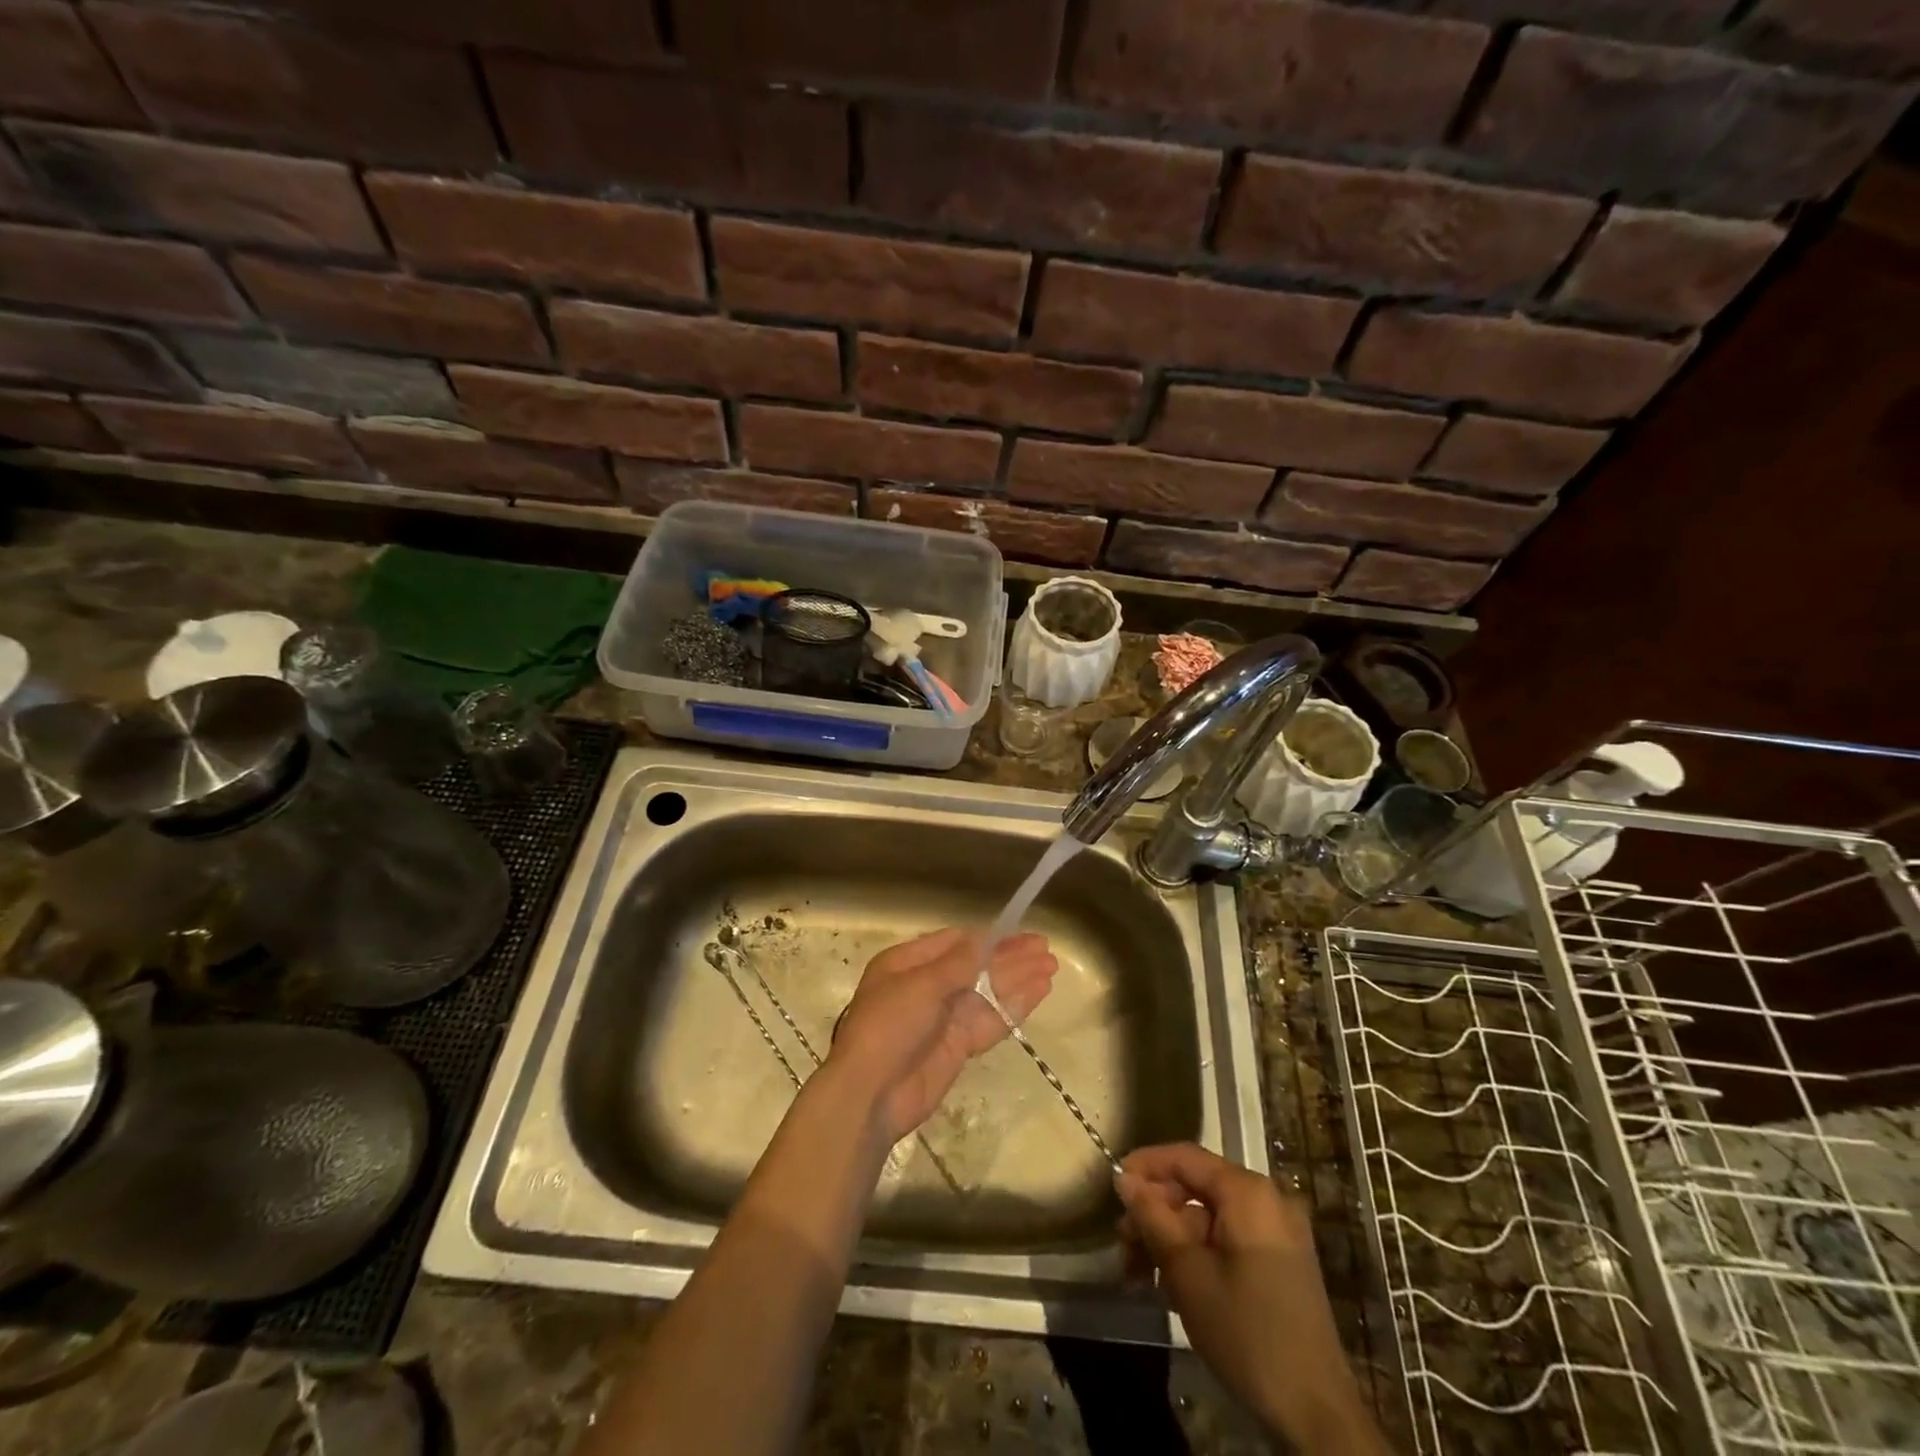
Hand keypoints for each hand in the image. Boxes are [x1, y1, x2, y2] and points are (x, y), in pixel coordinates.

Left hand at [828, 928, 1057, 1144]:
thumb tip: (986, 938)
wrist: (872, 1094)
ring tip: (1051, 967)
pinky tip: (1039, 992)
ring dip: (1018, 979)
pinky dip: (1014, 1006)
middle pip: (975, 966)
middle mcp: (927, 986)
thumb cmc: (888, 1027)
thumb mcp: (921, 985)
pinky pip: (990, 1020)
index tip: (1019, 933)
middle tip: (1045, 949)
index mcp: (908, 963)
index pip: (954, 943)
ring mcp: (944, 1017)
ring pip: (987, 992)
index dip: (988, 938)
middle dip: (1010, 957)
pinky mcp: (958, 1046)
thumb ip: (959, 963)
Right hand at [1116, 1144, 1384, 1453]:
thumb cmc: (1247, 1333)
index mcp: (1248, 1192)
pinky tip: (1170, 1285)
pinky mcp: (1282, 1262)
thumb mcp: (1187, 1273)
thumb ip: (1153, 1217)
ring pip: (1208, 1217)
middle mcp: (1267, 1199)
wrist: (1317, 1415)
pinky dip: (1197, 1254)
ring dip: (1171, 1240)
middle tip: (1122, 1244)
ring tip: (1137, 1273)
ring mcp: (1278, 1232)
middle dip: (1155, 1213)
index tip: (1112, 1187)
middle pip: (1196, 1188)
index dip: (1145, 1166)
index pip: (1185, 1157)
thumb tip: (1125, 1178)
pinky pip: (1228, 1239)